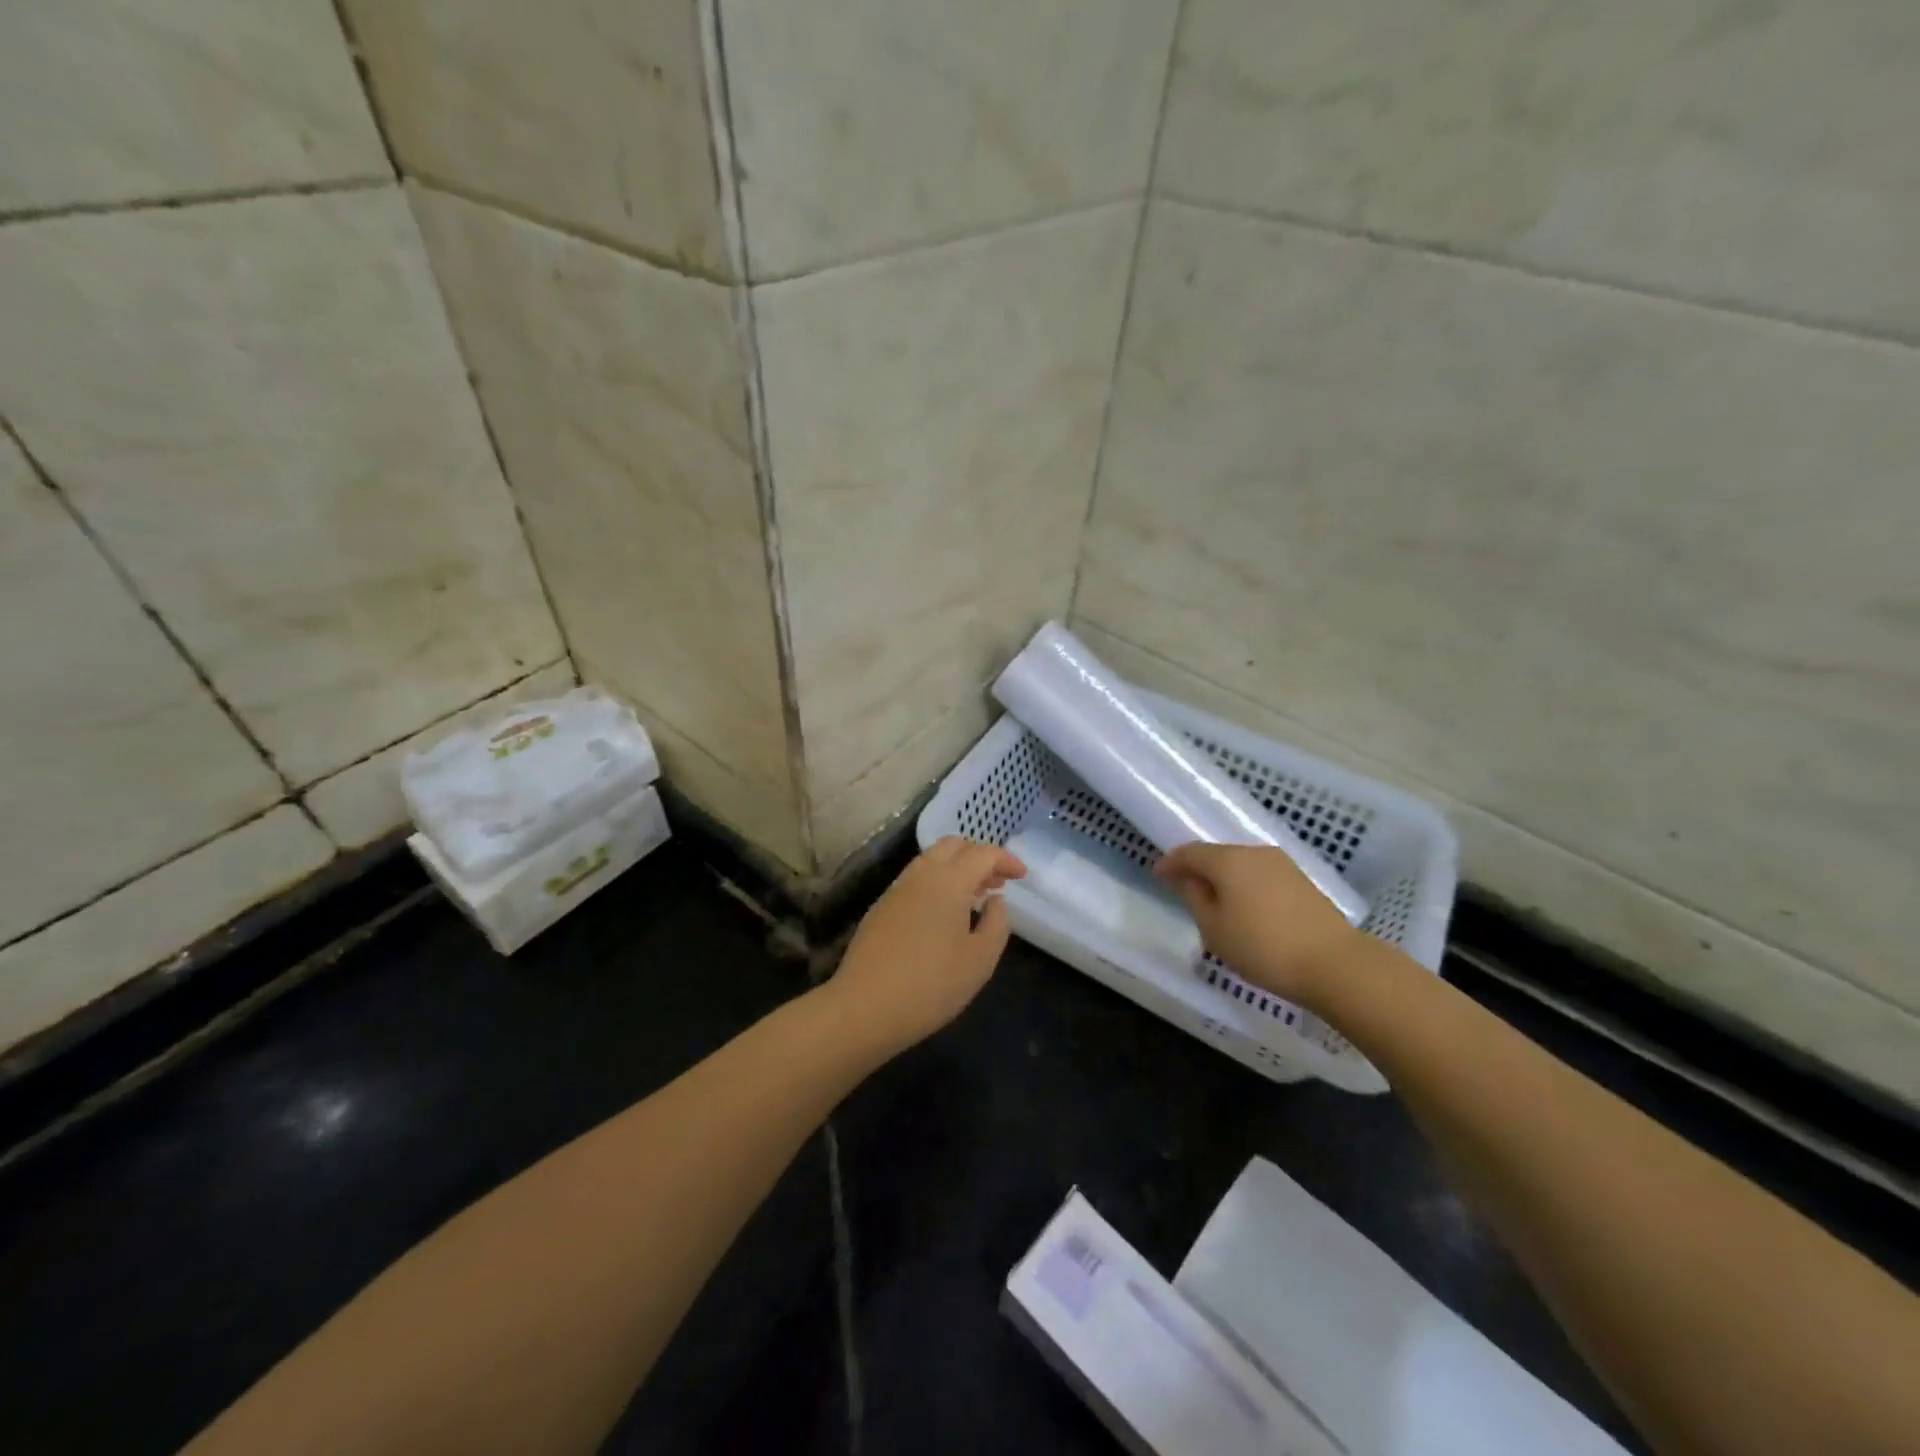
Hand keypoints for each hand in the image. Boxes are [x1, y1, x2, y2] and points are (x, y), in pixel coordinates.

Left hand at [823, 837, 1026, 1054]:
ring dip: (956, 868)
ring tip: (974, 897)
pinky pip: (915, 880)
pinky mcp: (881, 907)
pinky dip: (937, 882)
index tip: (1022, 876)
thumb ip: (997, 923)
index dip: (1006, 860)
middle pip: (953, 845)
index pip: (982, 853)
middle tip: (996, 883)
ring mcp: (896, 889)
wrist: (864, 1008)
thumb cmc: (931, 985)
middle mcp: (921, 875)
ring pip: (931, 860)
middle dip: (979, 856)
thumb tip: (994, 899)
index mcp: (948, 881)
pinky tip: (944, 914)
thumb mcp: (980, 960)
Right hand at [1154, 844, 1360, 1006]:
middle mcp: (1255, 852)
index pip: (1190, 852)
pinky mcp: (1302, 881)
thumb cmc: (1263, 947)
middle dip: (1198, 870)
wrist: (1334, 964)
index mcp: (1228, 860)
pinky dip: (1246, 886)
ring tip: (1215, 903)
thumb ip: (1194, 898)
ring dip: (1224, 879)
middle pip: (1217, 855)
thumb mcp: (1215, 929)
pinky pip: (1261, 875)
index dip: (1171, 863)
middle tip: (1184, 890)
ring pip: (1241, 865)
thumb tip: (1186, 879)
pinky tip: (1245, 908)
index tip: (1157, 875)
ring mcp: (1282, 864)